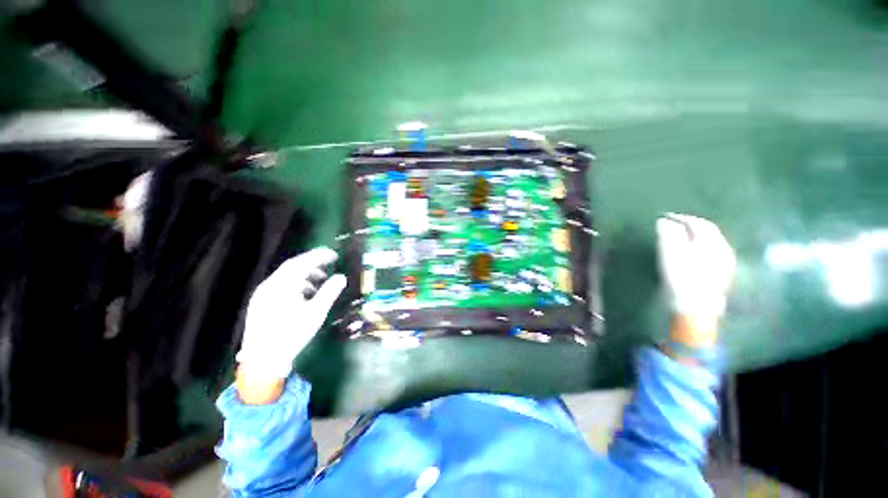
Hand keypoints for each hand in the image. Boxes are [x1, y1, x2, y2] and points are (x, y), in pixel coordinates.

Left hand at [236, 247, 346, 383]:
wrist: (262, 361)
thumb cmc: (292, 335)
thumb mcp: (316, 313)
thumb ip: (329, 292)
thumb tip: (341, 277)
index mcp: (282, 286)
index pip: (302, 262)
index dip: (319, 256)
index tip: (334, 255)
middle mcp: (269, 285)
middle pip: (292, 266)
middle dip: (313, 263)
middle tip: (330, 264)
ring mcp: (262, 294)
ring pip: (286, 276)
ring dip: (305, 274)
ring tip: (320, 281)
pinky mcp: (260, 303)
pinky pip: (280, 285)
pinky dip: (296, 283)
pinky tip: (305, 294)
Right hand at [657, 214, 735, 320]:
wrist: (696, 306)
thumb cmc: (681, 277)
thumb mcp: (670, 253)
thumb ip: (668, 235)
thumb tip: (664, 221)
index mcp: (711, 242)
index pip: (698, 223)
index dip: (682, 218)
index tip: (667, 218)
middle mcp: (723, 248)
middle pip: (709, 231)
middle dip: (692, 226)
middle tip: (675, 226)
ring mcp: (726, 262)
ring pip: (713, 242)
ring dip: (698, 237)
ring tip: (682, 239)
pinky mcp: (724, 273)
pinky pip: (714, 252)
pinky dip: (702, 247)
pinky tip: (694, 253)